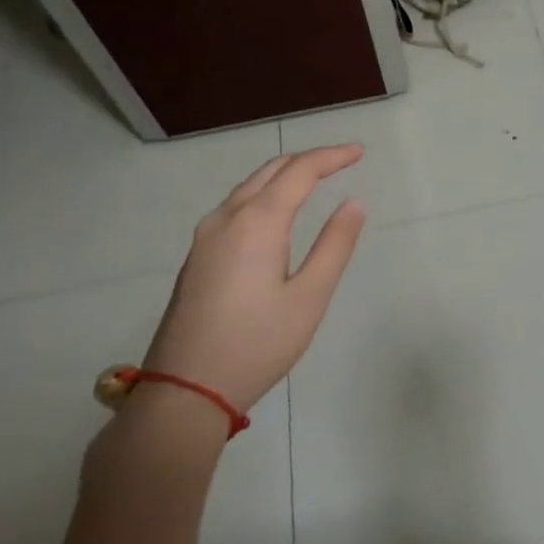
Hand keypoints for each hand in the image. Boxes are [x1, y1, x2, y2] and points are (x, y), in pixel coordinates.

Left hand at [142, 144, 366, 414]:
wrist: (184, 391)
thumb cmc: (256, 344)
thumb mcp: (309, 297)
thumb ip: (334, 246)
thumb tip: (353, 204)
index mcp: (257, 222)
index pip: (299, 171)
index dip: (331, 156)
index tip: (359, 152)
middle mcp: (226, 218)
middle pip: (270, 171)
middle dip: (308, 159)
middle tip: (342, 159)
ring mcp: (205, 237)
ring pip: (248, 187)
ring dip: (283, 174)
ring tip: (314, 177)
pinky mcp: (197, 257)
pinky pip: (235, 206)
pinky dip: (264, 193)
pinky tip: (275, 210)